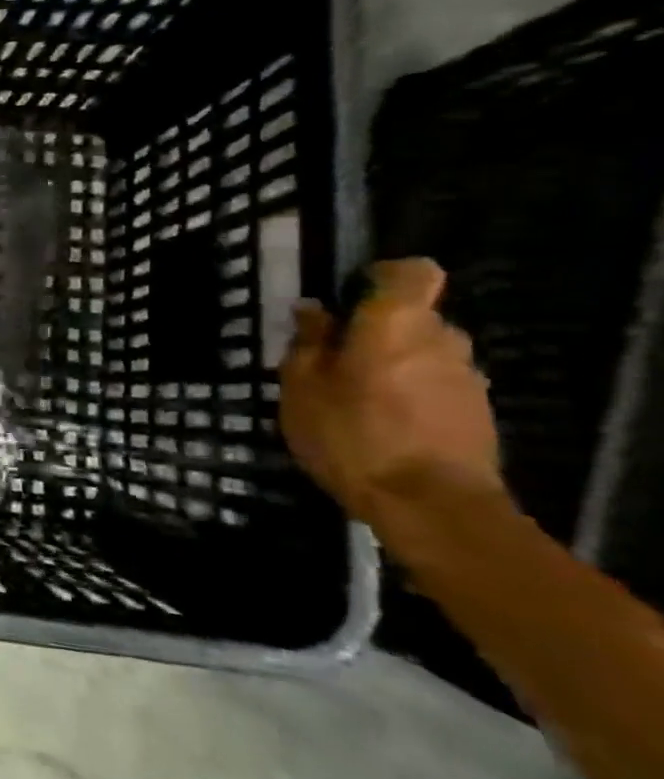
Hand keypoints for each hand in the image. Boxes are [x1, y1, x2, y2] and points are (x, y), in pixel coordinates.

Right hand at [279, 258, 507, 534]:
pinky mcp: (477, 413)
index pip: (411, 272)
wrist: (431, 506)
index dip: (381, 277)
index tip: (349, 299)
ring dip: (394, 365)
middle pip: (413, 317)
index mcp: (396, 323)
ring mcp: (467, 378)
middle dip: (377, 330)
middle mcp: (442, 339)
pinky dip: (410, 394)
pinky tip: (382, 426)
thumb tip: (314, 311)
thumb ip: (308, 343)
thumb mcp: (302, 387)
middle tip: (333, 360)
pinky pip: (437, 386)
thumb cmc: (353, 435)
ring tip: (354, 398)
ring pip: (425, 353)